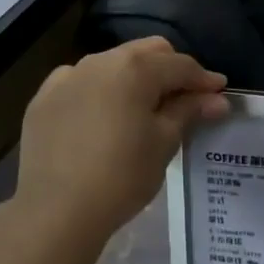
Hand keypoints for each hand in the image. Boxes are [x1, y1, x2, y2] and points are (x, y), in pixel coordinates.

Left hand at [14, 38, 227, 246]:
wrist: (56, 210)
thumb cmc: (122, 176)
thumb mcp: (164, 143)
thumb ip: (189, 111)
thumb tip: (216, 99)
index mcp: (134, 69)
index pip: (179, 65)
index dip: (204, 79)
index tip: (219, 94)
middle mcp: (98, 62)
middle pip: (146, 53)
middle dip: (170, 70)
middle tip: (186, 100)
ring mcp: (66, 78)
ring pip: (112, 65)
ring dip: (135, 79)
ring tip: (145, 109)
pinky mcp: (44, 100)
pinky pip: (81, 83)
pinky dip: (101, 92)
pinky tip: (105, 117)